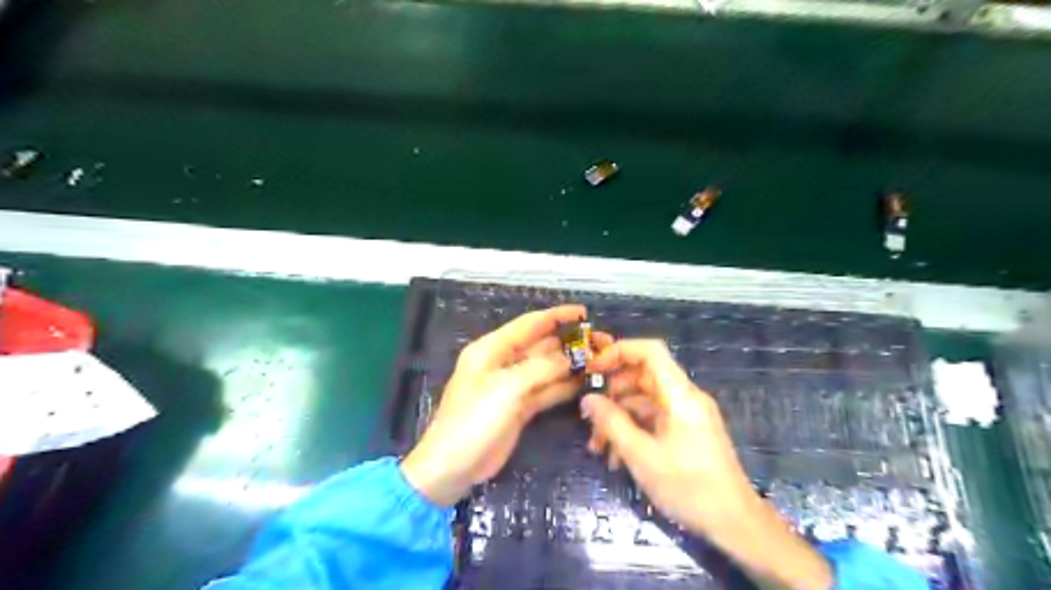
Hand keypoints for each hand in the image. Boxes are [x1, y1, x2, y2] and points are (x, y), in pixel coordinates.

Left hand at [402, 305, 587, 506]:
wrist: (454, 465)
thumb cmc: (474, 419)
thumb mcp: (507, 388)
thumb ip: (541, 368)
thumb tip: (570, 358)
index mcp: (492, 349)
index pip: (530, 324)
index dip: (557, 316)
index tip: (585, 313)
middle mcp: (503, 362)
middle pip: (541, 346)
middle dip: (570, 343)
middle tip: (601, 343)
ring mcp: (513, 386)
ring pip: (547, 369)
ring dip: (571, 365)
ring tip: (600, 361)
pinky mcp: (520, 407)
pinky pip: (546, 390)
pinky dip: (564, 386)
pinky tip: (585, 382)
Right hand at [583, 336, 754, 533]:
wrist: (734, 523)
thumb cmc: (689, 487)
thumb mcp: (642, 456)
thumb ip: (612, 423)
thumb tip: (588, 399)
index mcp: (680, 395)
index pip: (651, 351)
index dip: (619, 351)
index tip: (593, 368)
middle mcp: (685, 397)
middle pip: (643, 376)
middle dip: (613, 393)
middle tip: (590, 415)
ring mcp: (687, 414)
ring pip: (644, 400)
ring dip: (619, 416)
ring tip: (598, 446)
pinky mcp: (687, 430)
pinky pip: (654, 418)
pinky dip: (633, 429)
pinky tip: (616, 456)